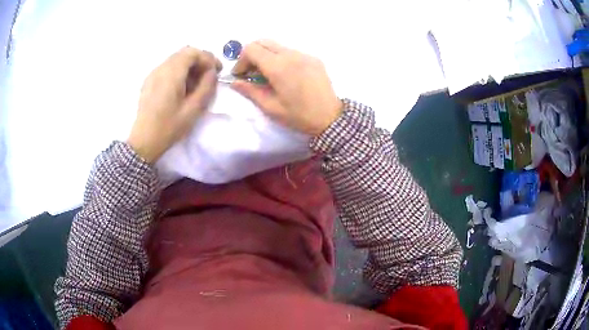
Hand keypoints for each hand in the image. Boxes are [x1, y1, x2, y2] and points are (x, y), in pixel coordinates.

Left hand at [127, 47, 221, 162]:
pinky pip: (167, 67)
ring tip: (196, 83)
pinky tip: (182, 87)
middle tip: (209, 75)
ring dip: (189, 66)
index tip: (217, 71)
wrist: (144, 141)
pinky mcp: (149, 81)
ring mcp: (153, 74)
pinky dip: (179, 71)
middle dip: (200, 60)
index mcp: (171, 74)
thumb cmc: (169, 127)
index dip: (208, 58)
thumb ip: (206, 86)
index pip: (193, 53)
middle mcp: (161, 68)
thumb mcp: (193, 109)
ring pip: (176, 59)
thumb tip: (211, 72)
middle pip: (184, 53)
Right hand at [231, 40, 342, 135]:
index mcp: (279, 67)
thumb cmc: (299, 116)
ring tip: (267, 75)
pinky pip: (291, 51)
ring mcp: (304, 54)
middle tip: (251, 73)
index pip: (251, 49)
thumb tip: (234, 82)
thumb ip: (250, 91)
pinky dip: (281, 58)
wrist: (331, 118)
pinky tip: (285, 75)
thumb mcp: (271, 107)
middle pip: (263, 42)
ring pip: (277, 46)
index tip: (240, 75)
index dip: (241, 61)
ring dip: (266, 56)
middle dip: (251, 55)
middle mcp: (291, 55)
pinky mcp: (313, 58)